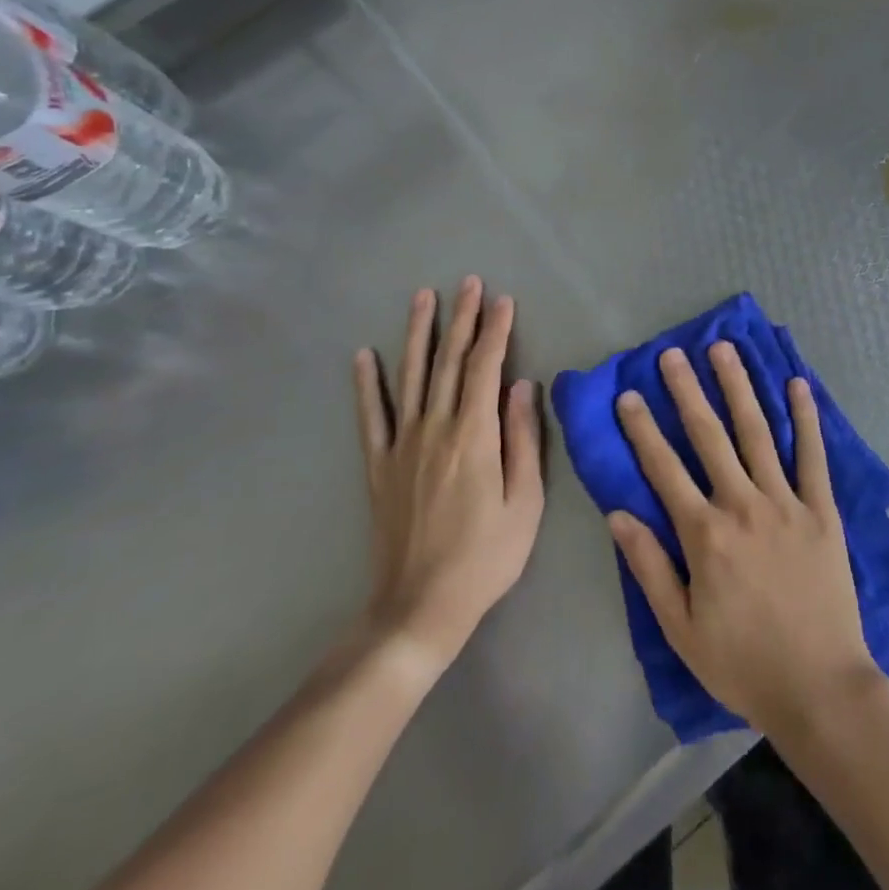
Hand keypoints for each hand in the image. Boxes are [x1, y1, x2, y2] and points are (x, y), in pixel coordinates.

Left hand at [352, 277, 543, 671]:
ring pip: (411, 376)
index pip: (486, 368)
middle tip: (468, 283)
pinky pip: (371, 416)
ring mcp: (401, 445)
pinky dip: (367, 384)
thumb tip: (522, 386)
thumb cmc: (486, 556)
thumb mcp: (525, 502)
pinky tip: (363, 355)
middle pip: (449, 362)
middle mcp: (435, 428)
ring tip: (422, 298)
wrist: (419, 606)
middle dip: (462, 318)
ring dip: (418, 334)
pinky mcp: (378, 465)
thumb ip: (523, 439)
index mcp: (474, 436)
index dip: (496, 331)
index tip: (504, 300)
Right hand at [609, 343, 879, 738]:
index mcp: (705, 535)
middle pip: (709, 436)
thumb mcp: (681, 629)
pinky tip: (797, 384)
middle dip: (687, 391)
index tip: (628, 395)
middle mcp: (743, 505)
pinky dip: (806, 417)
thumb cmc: (743, 663)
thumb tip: (617, 514)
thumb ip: (648, 568)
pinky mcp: (821, 509)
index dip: (642, 430)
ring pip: (757, 432)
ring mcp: (786, 502)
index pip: (664, 469)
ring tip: (724, 350)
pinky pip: (813, 455)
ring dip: (738, 388)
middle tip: (672, 354)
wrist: (819, 687)